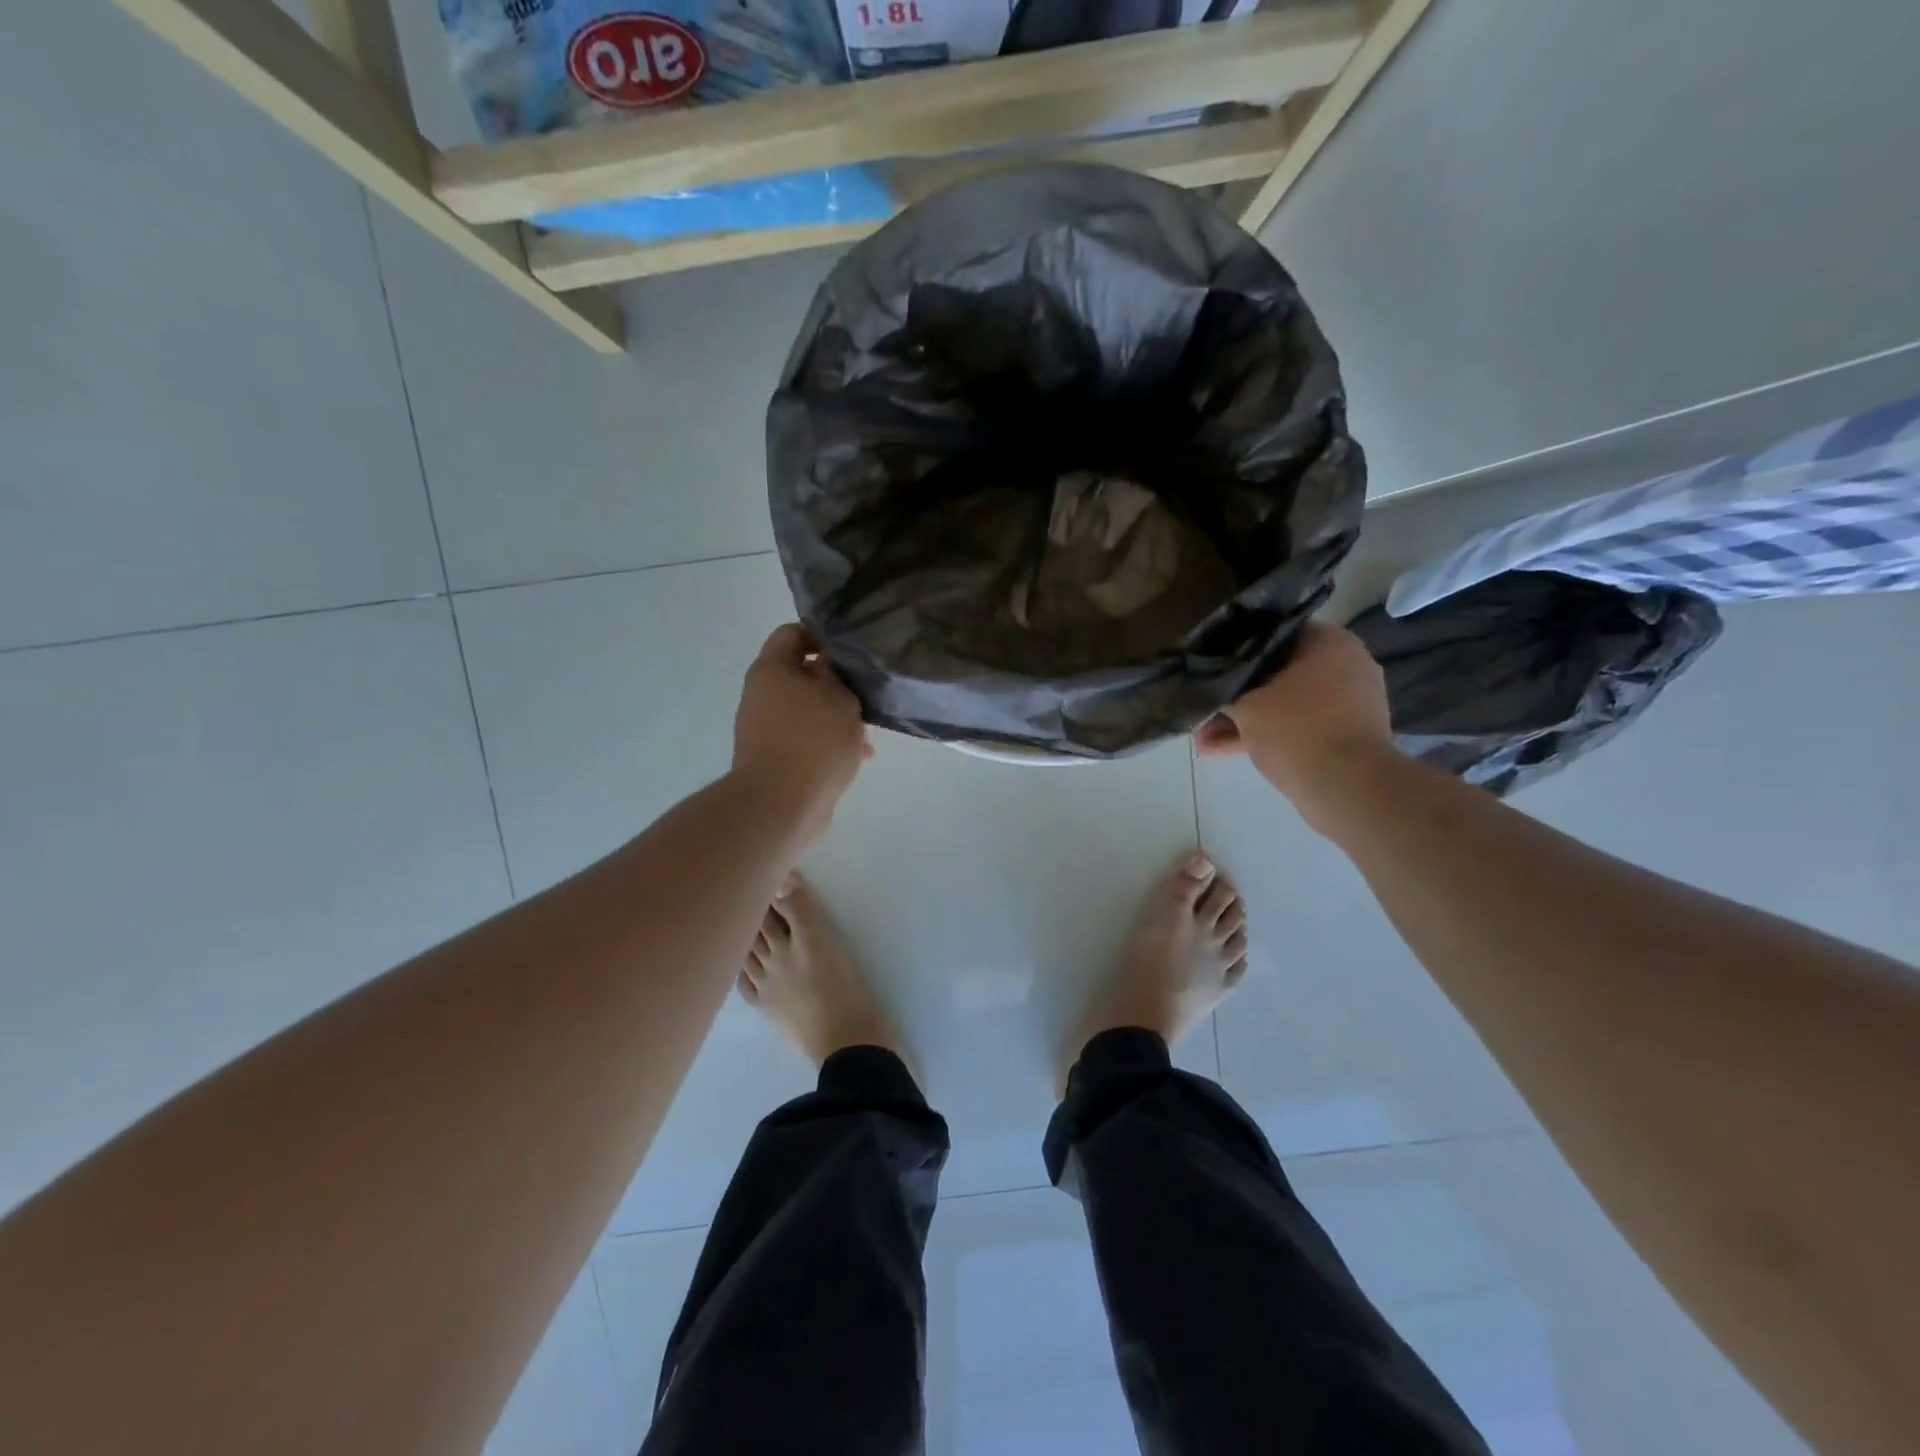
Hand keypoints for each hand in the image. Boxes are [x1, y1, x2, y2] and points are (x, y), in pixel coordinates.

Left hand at [732, 624, 871, 842]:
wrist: (781, 805)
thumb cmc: (813, 741)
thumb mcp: (838, 696)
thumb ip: (837, 672)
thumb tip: (828, 662)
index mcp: (771, 669)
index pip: (793, 632)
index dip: (823, 634)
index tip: (853, 648)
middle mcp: (763, 695)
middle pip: (802, 673)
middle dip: (836, 682)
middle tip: (866, 690)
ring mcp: (767, 728)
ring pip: (809, 709)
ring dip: (837, 716)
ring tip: (868, 732)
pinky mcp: (776, 758)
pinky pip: (808, 739)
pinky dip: (830, 742)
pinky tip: (860, 757)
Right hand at [1193, 621, 1396, 821]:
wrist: (1347, 789)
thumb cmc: (1297, 730)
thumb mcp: (1247, 705)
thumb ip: (1224, 690)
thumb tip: (1207, 685)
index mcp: (1330, 644)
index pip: (1274, 631)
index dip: (1236, 645)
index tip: (1210, 659)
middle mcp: (1345, 666)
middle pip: (1277, 672)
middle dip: (1236, 693)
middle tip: (1203, 703)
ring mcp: (1346, 704)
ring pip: (1283, 704)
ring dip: (1244, 719)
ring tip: (1201, 736)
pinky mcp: (1342, 736)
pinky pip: (1296, 727)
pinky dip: (1263, 735)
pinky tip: (1218, 750)